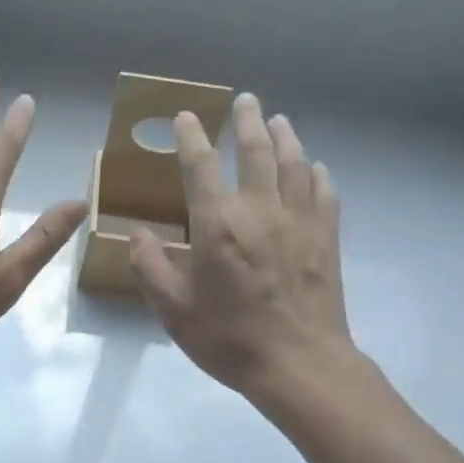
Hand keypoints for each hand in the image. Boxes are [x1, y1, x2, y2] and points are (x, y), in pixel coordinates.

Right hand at [130, 93, 356, 405]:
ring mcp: (299, 220)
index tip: (187, 116)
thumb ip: (150, 268)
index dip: (192, 137)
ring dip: (284, 136)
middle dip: (246, 121)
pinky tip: (313, 167)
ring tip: (278, 120)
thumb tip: (137, 233)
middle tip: (244, 100)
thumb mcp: (174, 310)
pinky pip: (323, 191)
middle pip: (256, 151)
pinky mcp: (326, 237)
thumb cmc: (229, 338)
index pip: (201, 166)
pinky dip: (315, 172)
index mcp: (217, 225)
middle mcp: (259, 210)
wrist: (299, 362)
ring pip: (293, 163)